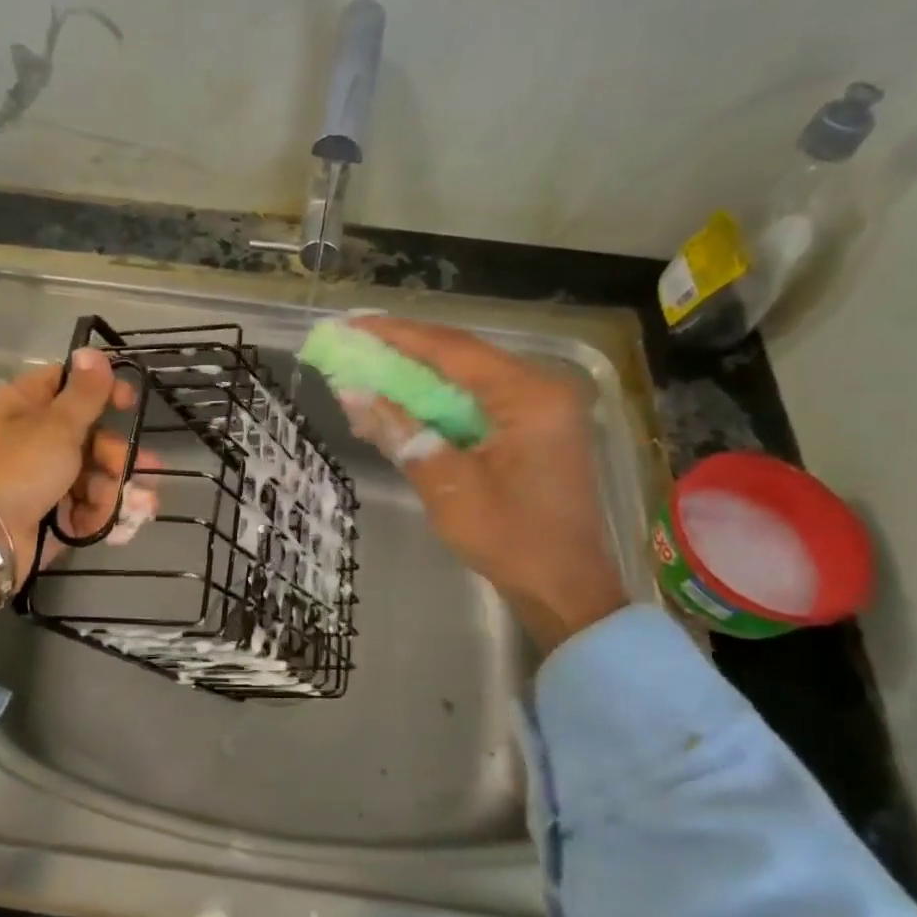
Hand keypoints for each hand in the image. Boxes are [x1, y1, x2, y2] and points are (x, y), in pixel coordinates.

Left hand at [0, 347, 145, 616]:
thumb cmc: (19, 469)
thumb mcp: (56, 425)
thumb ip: (84, 392)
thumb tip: (91, 350)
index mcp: (23, 406)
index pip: (66, 384)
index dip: (102, 390)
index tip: (130, 402)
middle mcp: (31, 439)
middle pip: (88, 436)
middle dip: (118, 456)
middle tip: (141, 468)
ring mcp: (40, 479)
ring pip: (92, 476)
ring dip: (116, 490)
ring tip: (137, 506)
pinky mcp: (48, 513)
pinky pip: (84, 507)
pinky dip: (101, 515)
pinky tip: (118, 526)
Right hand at [337, 317, 627, 653]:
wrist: (564, 590)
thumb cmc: (511, 539)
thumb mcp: (447, 485)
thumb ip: (402, 432)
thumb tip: (352, 394)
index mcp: (529, 396)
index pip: (452, 350)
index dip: (397, 336)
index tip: (352, 326)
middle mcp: (540, 390)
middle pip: (460, 357)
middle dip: (403, 352)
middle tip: (354, 344)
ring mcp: (539, 410)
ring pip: (466, 378)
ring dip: (417, 377)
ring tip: (367, 370)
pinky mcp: (531, 430)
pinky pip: (476, 403)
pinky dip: (436, 403)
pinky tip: (400, 405)